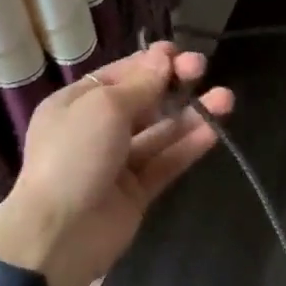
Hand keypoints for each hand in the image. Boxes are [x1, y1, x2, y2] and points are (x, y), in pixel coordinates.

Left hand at [0, 42, 233, 285]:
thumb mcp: (104, 108)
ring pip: (159, 133)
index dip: (149, 63)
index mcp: (75, 104)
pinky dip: (188, 147)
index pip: (118, 76)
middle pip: (142, 102)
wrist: (59, 233)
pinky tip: (215, 131)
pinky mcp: (136, 192)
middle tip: (203, 68)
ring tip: (226, 99)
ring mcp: (116, 163)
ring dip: (190, 115)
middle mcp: (95, 130)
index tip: (180, 52)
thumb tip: (162, 59)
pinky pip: (165, 163)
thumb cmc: (74, 156)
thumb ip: (139, 85)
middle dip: (172, 84)